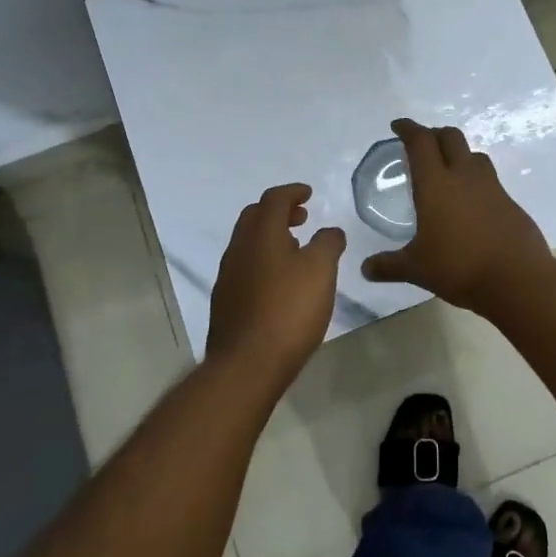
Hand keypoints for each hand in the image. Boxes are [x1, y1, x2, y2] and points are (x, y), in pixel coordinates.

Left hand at [206, 183, 346, 391]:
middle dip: (278, 212)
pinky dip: (263, 261)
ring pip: (248, 243)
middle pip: (255, 217)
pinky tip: (279, 282)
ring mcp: (228, 276)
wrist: (247, 364)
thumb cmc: (289, 309)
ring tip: (295, 249)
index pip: (274, 199)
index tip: (308, 194)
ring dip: (270, 237)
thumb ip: (328, 243)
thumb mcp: (321, 270)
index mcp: (261, 234)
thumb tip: (330, 231)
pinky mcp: (225, 302)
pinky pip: (245, 267)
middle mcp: (239, 249)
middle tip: (302, 218)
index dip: (293, 192)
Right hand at [359, 119, 550, 311]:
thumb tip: (366, 269)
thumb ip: (389, 265)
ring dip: (458, 154)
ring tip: (448, 169)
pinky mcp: (510, 202)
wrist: (517, 279)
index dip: (408, 129)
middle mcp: (464, 176)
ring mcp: (492, 187)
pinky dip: (475, 180)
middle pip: (451, 137)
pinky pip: (489, 180)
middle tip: (422, 145)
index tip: (398, 126)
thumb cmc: (459, 267)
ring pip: (474, 155)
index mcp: (436, 183)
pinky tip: (470, 202)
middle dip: (434, 134)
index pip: (421, 142)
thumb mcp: (417, 269)